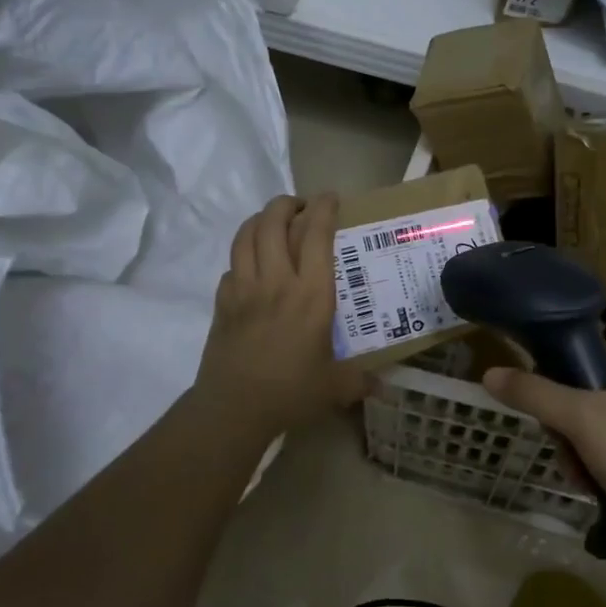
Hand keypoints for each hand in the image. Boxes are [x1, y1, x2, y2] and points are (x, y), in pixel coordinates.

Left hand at [195, 194, 366, 438]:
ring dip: (259, 221)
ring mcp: (244, 290)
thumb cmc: (291, 393)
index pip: (316, 236)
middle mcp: (277, 282)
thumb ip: (360, 381)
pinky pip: (230, 268)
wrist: (234, 408)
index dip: (323, 209)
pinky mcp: (222, 304)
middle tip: (300, 207)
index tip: (330, 198)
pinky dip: (242, 259)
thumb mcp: (335, 387)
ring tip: (272, 223)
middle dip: (286, 204)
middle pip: (273, 223)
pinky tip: (250, 269)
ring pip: (245, 236)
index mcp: (311, 295)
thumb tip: (383, 385)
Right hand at [481, 350, 605, 559]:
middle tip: (566, 447)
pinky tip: (592, 488)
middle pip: (583, 398)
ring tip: (580, 475)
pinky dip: (594, 470)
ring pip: (592, 431)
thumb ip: (535, 394)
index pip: (586, 357)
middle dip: (566, 430)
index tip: (545, 407)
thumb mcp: (581, 418)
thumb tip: (489, 374)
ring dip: (576, 454)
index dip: (558, 380)